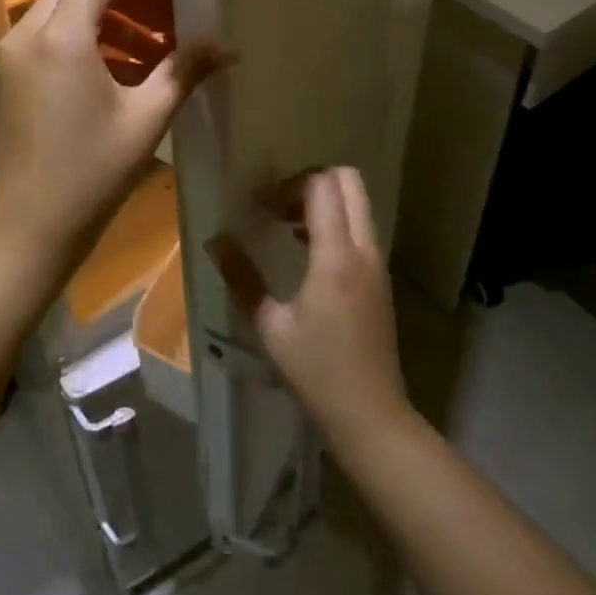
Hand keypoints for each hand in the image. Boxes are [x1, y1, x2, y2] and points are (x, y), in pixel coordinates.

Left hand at [0, 0, 228, 283]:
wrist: (28, 227)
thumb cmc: (91, 173)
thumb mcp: (147, 118)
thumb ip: (186, 70)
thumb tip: (229, 46)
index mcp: (61, 37)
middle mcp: (28, 32)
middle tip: (166, 19)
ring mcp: (13, 53)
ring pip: (62, 7)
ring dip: (108, 17)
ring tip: (153, 51)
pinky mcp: (10, 74)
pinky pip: (50, 34)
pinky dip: (86, 38)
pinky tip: (121, 72)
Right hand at [210, 168, 411, 452]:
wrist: (372, 415)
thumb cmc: (317, 371)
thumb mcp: (271, 326)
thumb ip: (242, 277)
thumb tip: (214, 240)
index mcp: (336, 256)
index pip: (322, 186)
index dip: (289, 183)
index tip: (261, 204)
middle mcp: (364, 248)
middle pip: (348, 181)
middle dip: (312, 179)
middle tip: (279, 202)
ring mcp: (377, 262)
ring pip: (358, 203)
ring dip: (325, 200)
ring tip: (286, 223)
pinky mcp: (380, 277)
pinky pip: (361, 227)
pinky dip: (336, 222)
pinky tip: (306, 249)